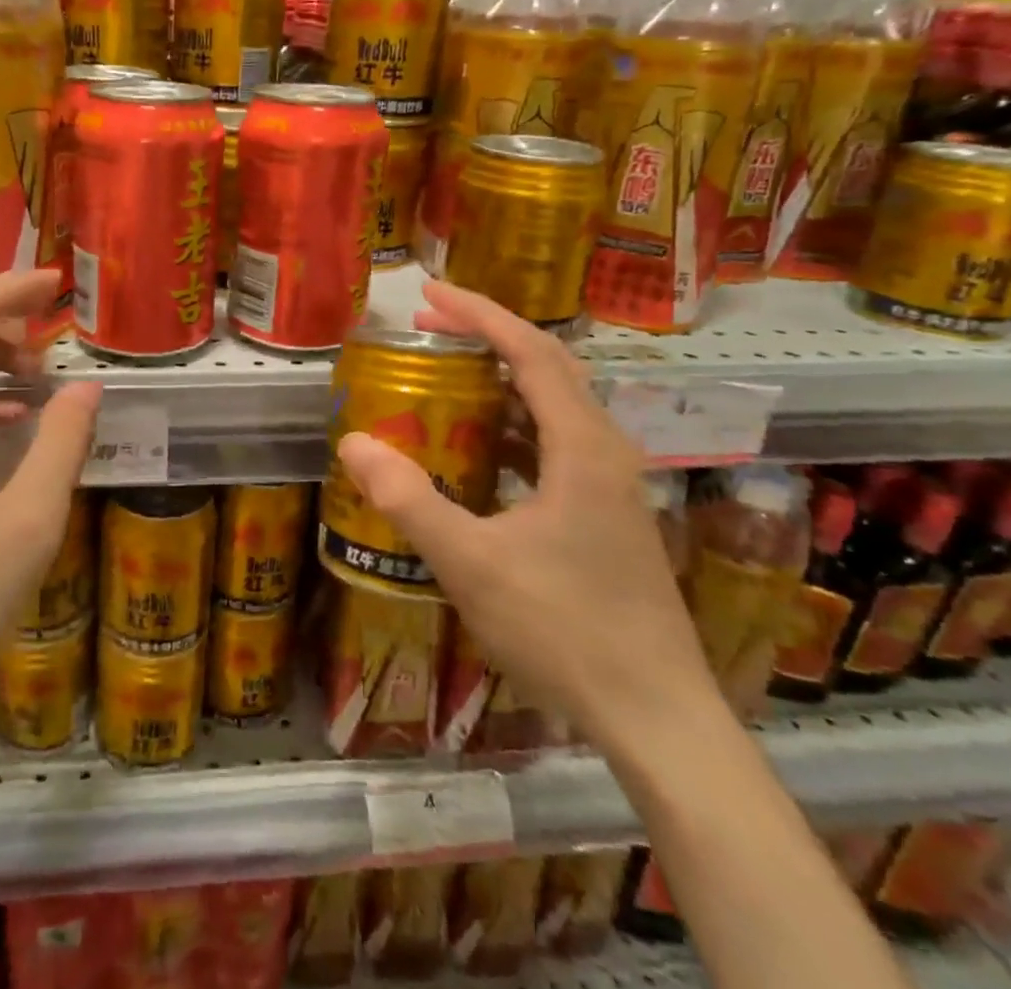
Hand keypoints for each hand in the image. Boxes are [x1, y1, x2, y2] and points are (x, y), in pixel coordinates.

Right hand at [335, 279, 715, 749]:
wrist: (658, 717)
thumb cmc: (566, 630)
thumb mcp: (472, 563)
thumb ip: (409, 500)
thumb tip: (353, 442)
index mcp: (583, 447)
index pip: (531, 352)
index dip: (480, 314)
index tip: (430, 293)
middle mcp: (605, 451)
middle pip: (548, 367)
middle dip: (487, 336)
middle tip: (428, 325)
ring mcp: (611, 485)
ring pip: (554, 406)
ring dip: (501, 379)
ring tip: (446, 374)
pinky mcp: (607, 515)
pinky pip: (555, 444)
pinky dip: (512, 425)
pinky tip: (479, 449)